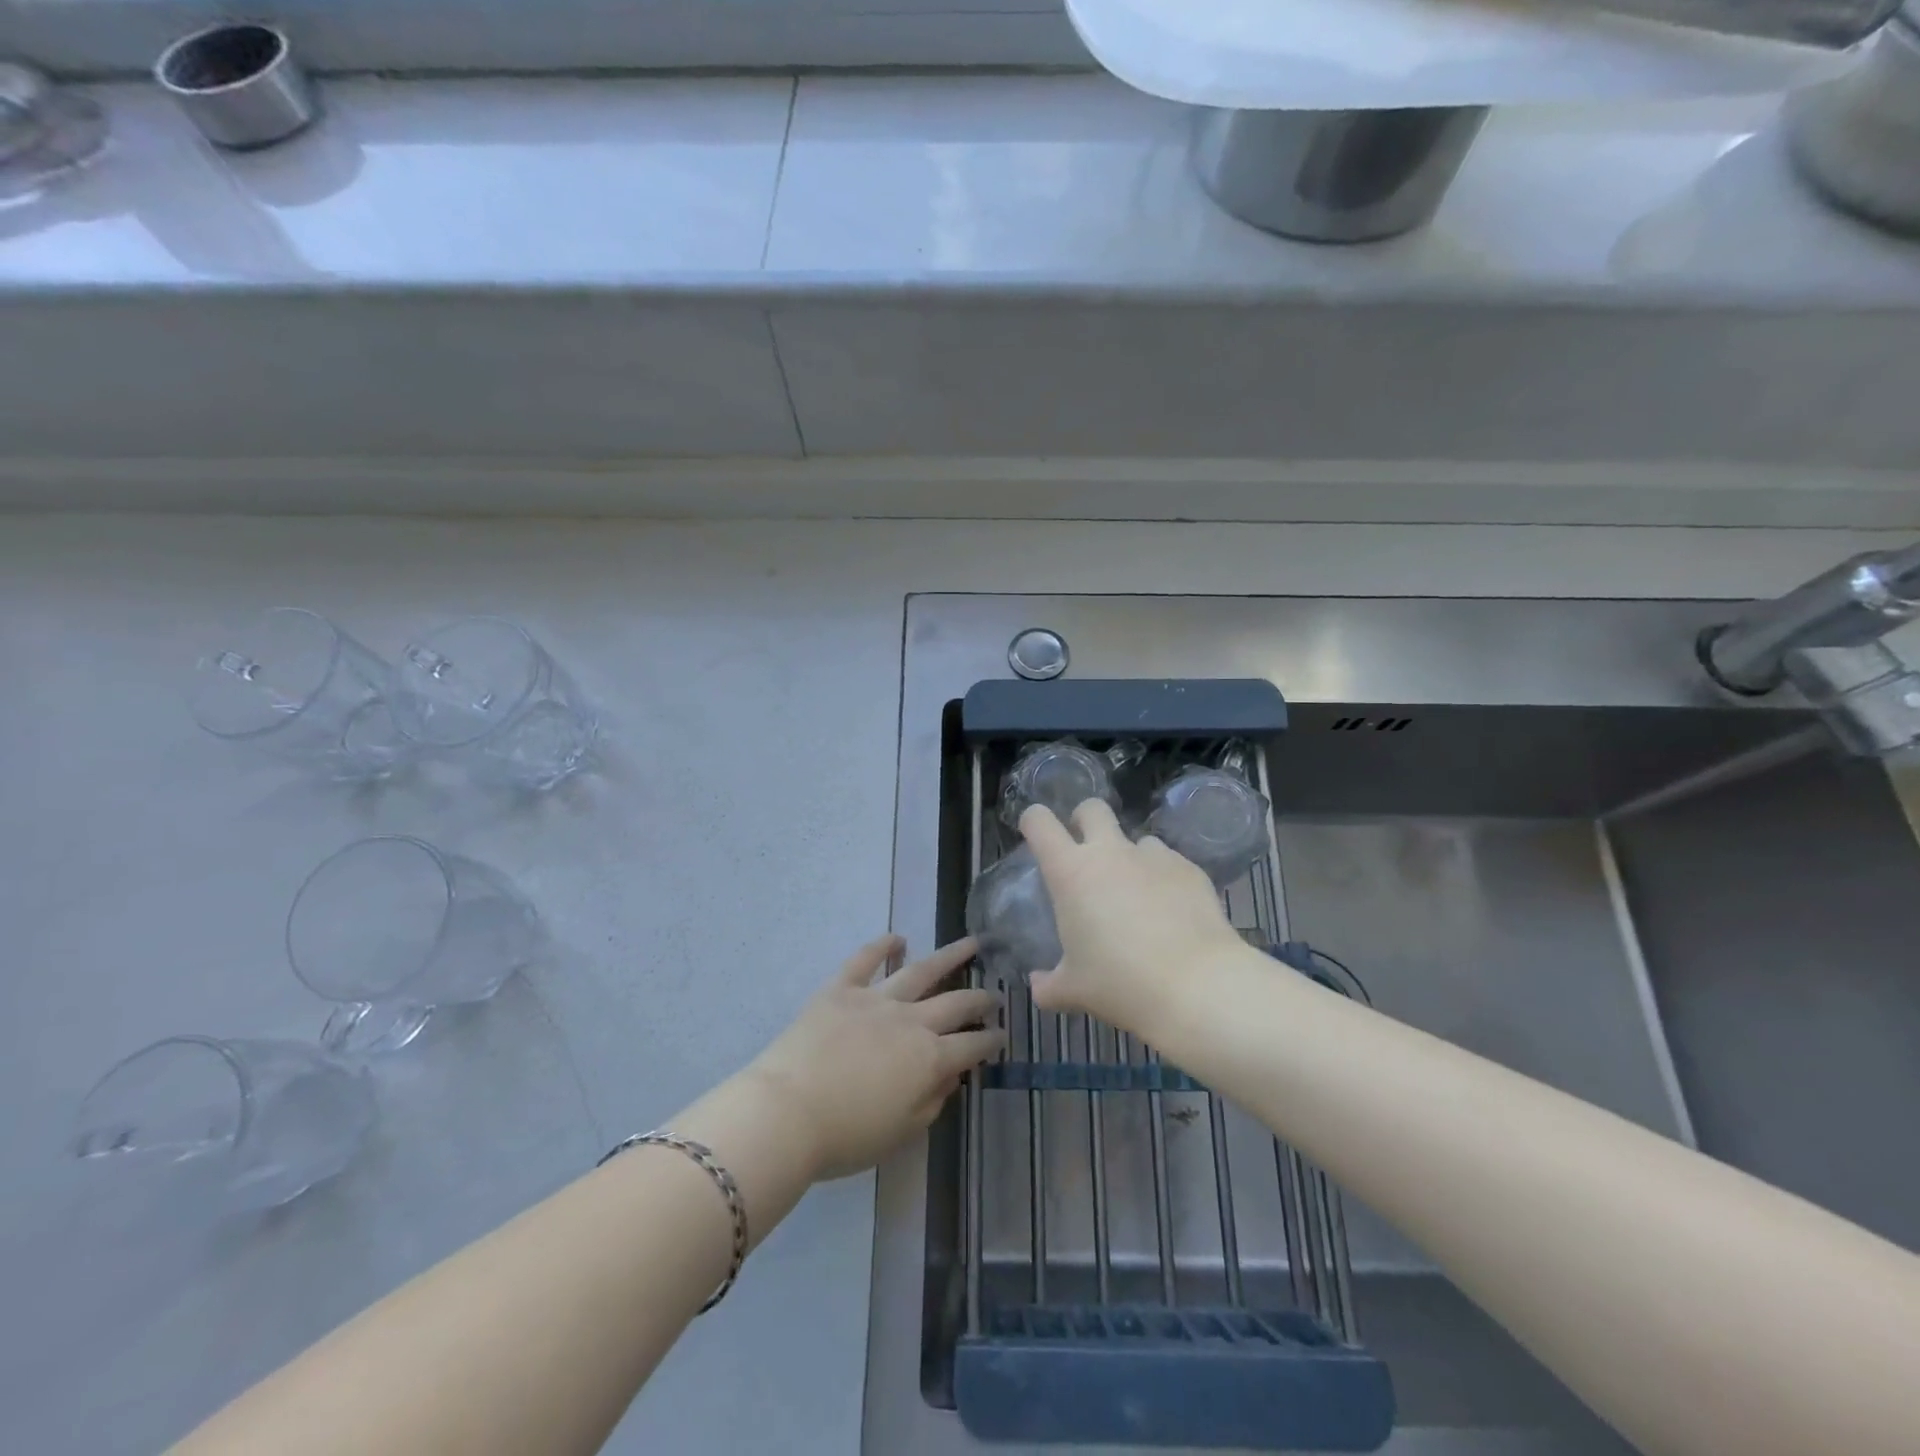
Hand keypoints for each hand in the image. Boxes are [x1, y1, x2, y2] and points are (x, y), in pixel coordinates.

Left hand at [745, 936, 1003, 1180]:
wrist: (787, 1113)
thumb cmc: (845, 1136)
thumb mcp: (901, 1132)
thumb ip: (931, 1102)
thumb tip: (949, 1076)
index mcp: (929, 1059)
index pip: (972, 1046)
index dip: (991, 1041)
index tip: (1002, 1035)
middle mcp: (911, 1021)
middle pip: (956, 1003)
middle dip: (980, 999)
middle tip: (996, 993)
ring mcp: (877, 999)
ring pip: (922, 970)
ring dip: (950, 956)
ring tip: (971, 943)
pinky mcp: (842, 988)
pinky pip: (865, 960)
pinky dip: (882, 945)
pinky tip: (898, 938)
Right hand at [1021, 800, 1247, 1034]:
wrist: (1198, 987)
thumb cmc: (1121, 984)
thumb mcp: (1074, 991)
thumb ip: (1048, 985)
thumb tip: (1039, 985)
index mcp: (1071, 872)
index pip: (1039, 822)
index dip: (1033, 822)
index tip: (1034, 835)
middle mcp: (1110, 852)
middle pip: (1091, 808)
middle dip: (1084, 821)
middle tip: (1086, 853)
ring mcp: (1153, 856)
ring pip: (1135, 838)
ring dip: (1130, 858)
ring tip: (1137, 897)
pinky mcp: (1189, 868)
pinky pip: (1168, 862)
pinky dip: (1163, 879)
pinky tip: (1171, 912)